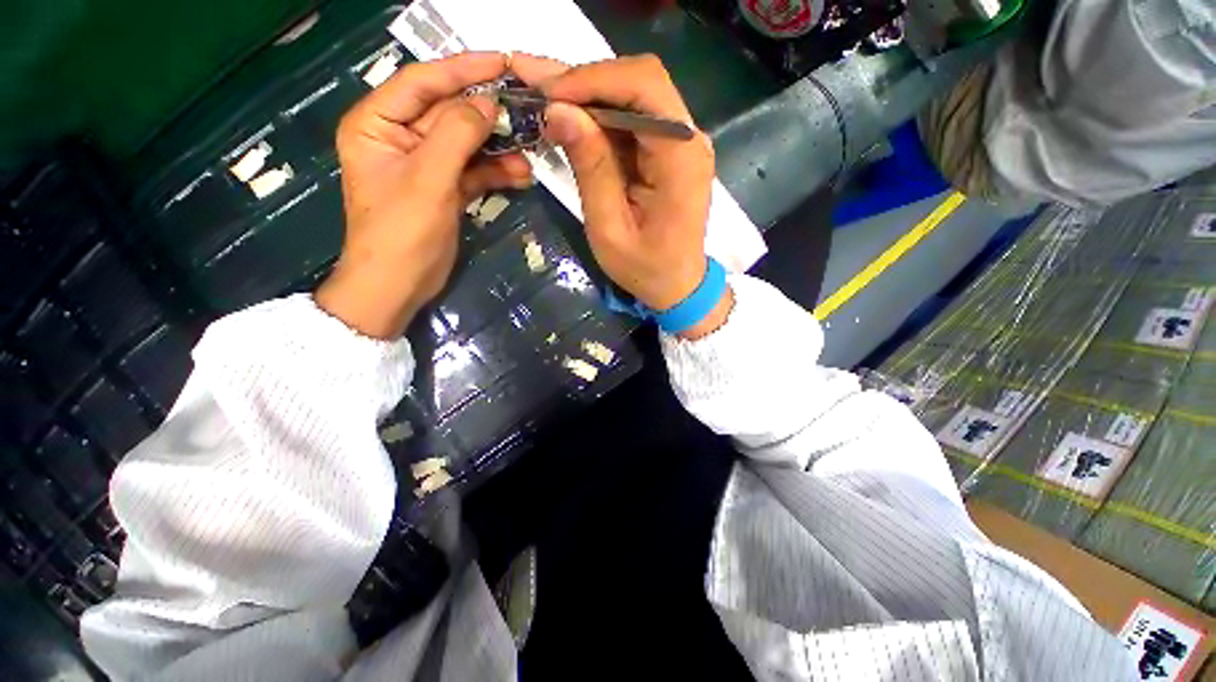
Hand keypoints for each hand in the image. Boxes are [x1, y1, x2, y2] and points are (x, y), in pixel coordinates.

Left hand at [316, 52, 532, 338]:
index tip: (503, 62)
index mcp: (377, 123)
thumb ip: (457, 135)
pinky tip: (520, 176)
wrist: (400, 285)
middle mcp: (400, 137)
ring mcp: (425, 164)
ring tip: (529, 153)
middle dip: (488, 115)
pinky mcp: (444, 188)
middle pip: (449, 113)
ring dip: (498, 148)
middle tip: (526, 111)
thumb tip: (488, 103)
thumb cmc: (402, 233)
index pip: (422, 81)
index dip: (463, 70)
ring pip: (467, 144)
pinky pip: (474, 170)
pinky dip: (496, 172)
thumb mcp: (428, 179)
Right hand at [512, 54, 730, 338]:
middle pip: (639, 82)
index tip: (548, 94)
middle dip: (585, 81)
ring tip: (542, 99)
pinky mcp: (670, 152)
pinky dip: (600, 118)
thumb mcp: (610, 229)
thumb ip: (590, 169)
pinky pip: (633, 120)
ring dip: (588, 96)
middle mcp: (689, 139)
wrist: (678, 286)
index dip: (593, 79)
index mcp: (681, 158)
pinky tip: (569, 120)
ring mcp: (682, 144)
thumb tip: (558, 111)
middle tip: (535, 86)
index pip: (644, 86)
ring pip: (633, 96)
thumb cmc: (646, 269)